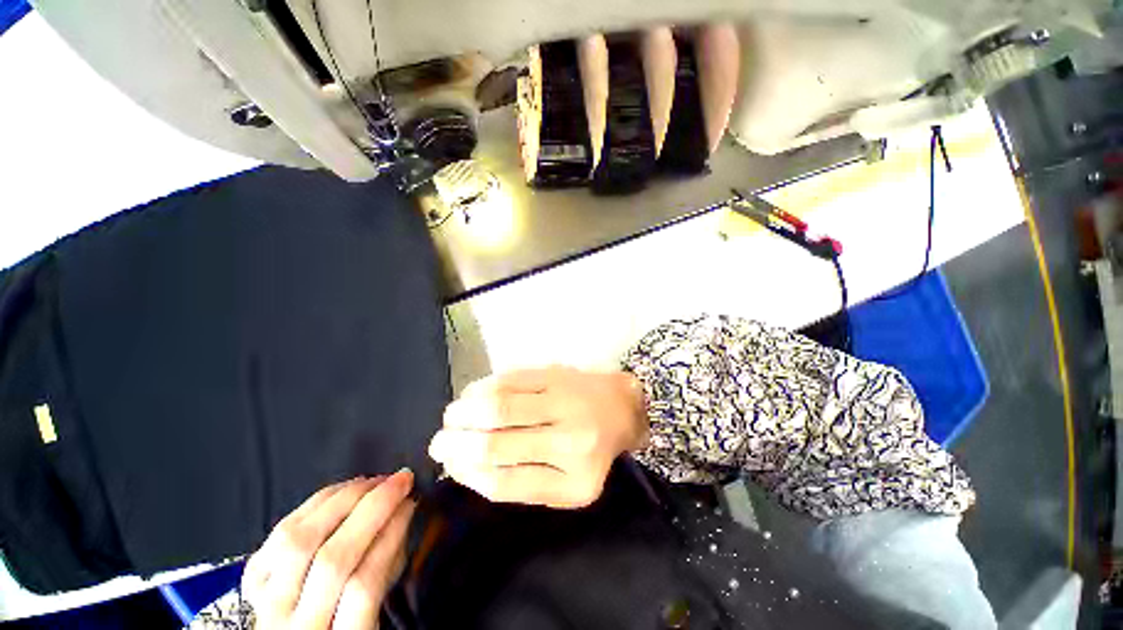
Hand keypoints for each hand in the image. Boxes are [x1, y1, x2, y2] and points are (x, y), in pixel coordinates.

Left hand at [241, 471, 415, 629]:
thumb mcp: (374, 617)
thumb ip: (385, 572)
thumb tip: (402, 514)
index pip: (363, 585)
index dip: (391, 536)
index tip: (412, 502)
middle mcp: (293, 626)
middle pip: (331, 558)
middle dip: (373, 508)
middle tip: (400, 479)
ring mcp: (265, 604)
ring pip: (299, 540)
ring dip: (342, 499)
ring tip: (372, 481)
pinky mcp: (250, 583)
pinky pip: (277, 535)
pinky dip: (312, 505)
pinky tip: (339, 491)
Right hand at [428, 366, 648, 508]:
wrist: (623, 406)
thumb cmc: (593, 449)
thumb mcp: (568, 485)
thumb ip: (523, 483)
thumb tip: (467, 468)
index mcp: (574, 482)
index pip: (505, 484)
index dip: (468, 474)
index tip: (450, 465)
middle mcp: (571, 442)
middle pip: (497, 444)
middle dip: (457, 443)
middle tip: (438, 441)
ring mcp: (565, 402)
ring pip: (500, 405)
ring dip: (464, 412)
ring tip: (451, 416)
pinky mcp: (558, 374)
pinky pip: (511, 379)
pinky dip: (484, 387)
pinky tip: (472, 394)